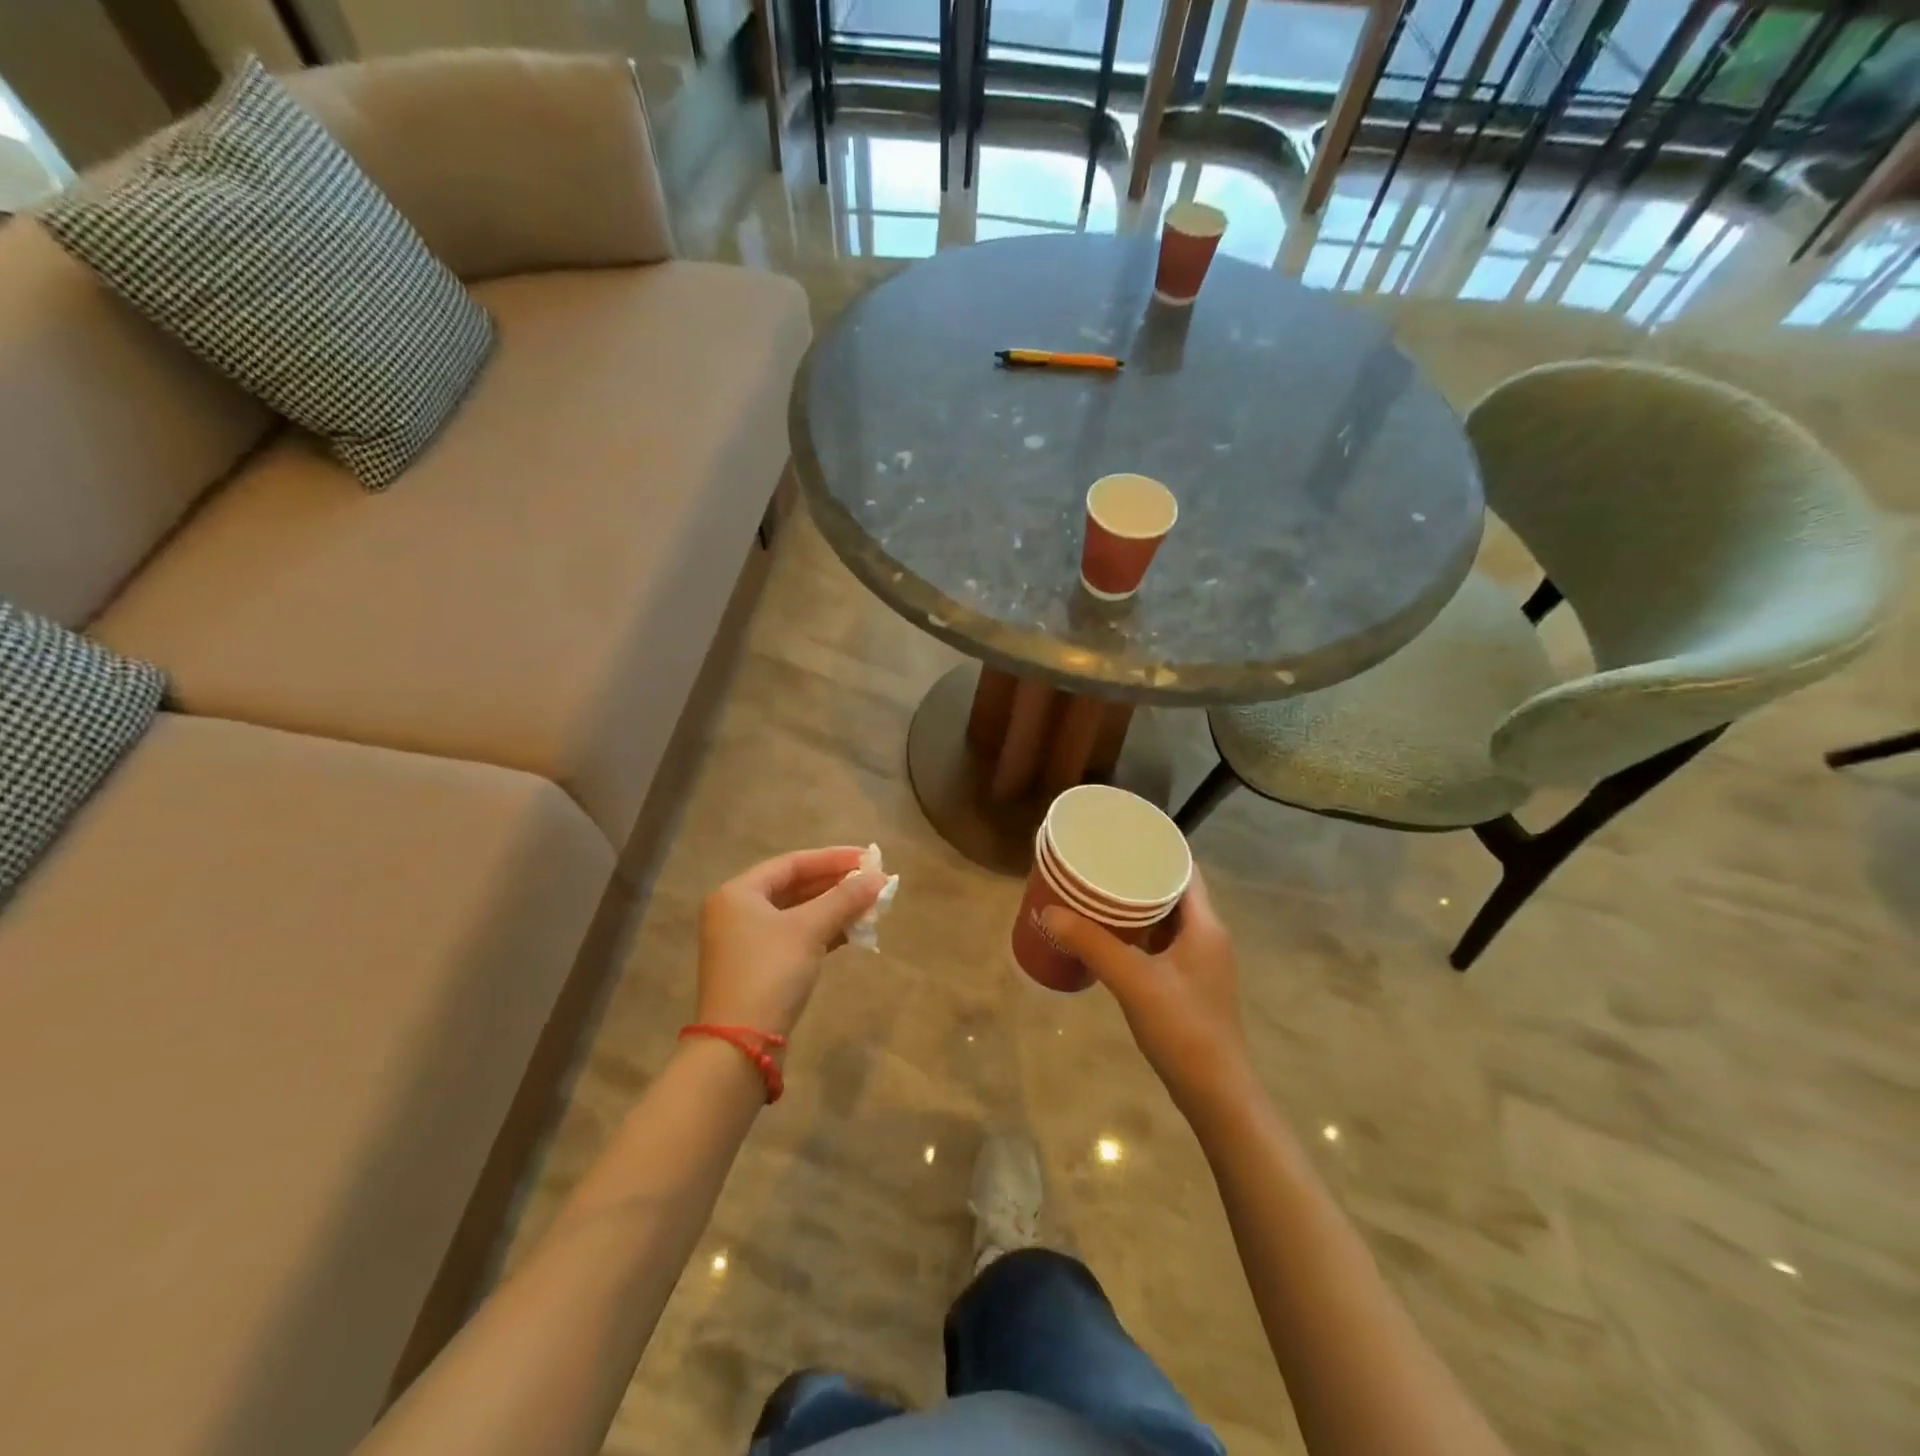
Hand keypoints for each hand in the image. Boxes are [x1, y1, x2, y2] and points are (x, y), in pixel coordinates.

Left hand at [696, 847, 884, 1039]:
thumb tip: (879, 878)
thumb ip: (844, 899)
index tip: (868, 858)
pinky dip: (823, 932)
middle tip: (873, 882)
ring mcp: (746, 943)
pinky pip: (795, 938)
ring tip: (870, 906)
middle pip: (794, 887)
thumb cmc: (770, 973)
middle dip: (836, 885)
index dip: (832, 858)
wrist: (740, 1045)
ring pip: (797, 914)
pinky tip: (853, 933)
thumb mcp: (809, 929)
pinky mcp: (758, 969)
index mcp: (738, 893)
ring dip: (834, 909)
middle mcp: (737, 912)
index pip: (792, 863)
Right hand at [1042, 870, 1252, 1114]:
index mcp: (1205, 925)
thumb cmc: (1182, 1028)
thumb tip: (1048, 911)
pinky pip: (1162, 943)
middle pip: (1173, 891)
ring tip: (1098, 892)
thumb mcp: (1133, 981)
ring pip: (1167, 919)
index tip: (1122, 836)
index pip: (1184, 868)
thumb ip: (1092, 943)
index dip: (1156, 848)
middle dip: (1138, 875)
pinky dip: (1138, 933)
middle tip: (1100, 862)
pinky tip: (1110, 936)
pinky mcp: (1189, 984)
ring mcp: (1200, 962)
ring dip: (1137, 905)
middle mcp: (1207, 936)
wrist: (1215, 1093)